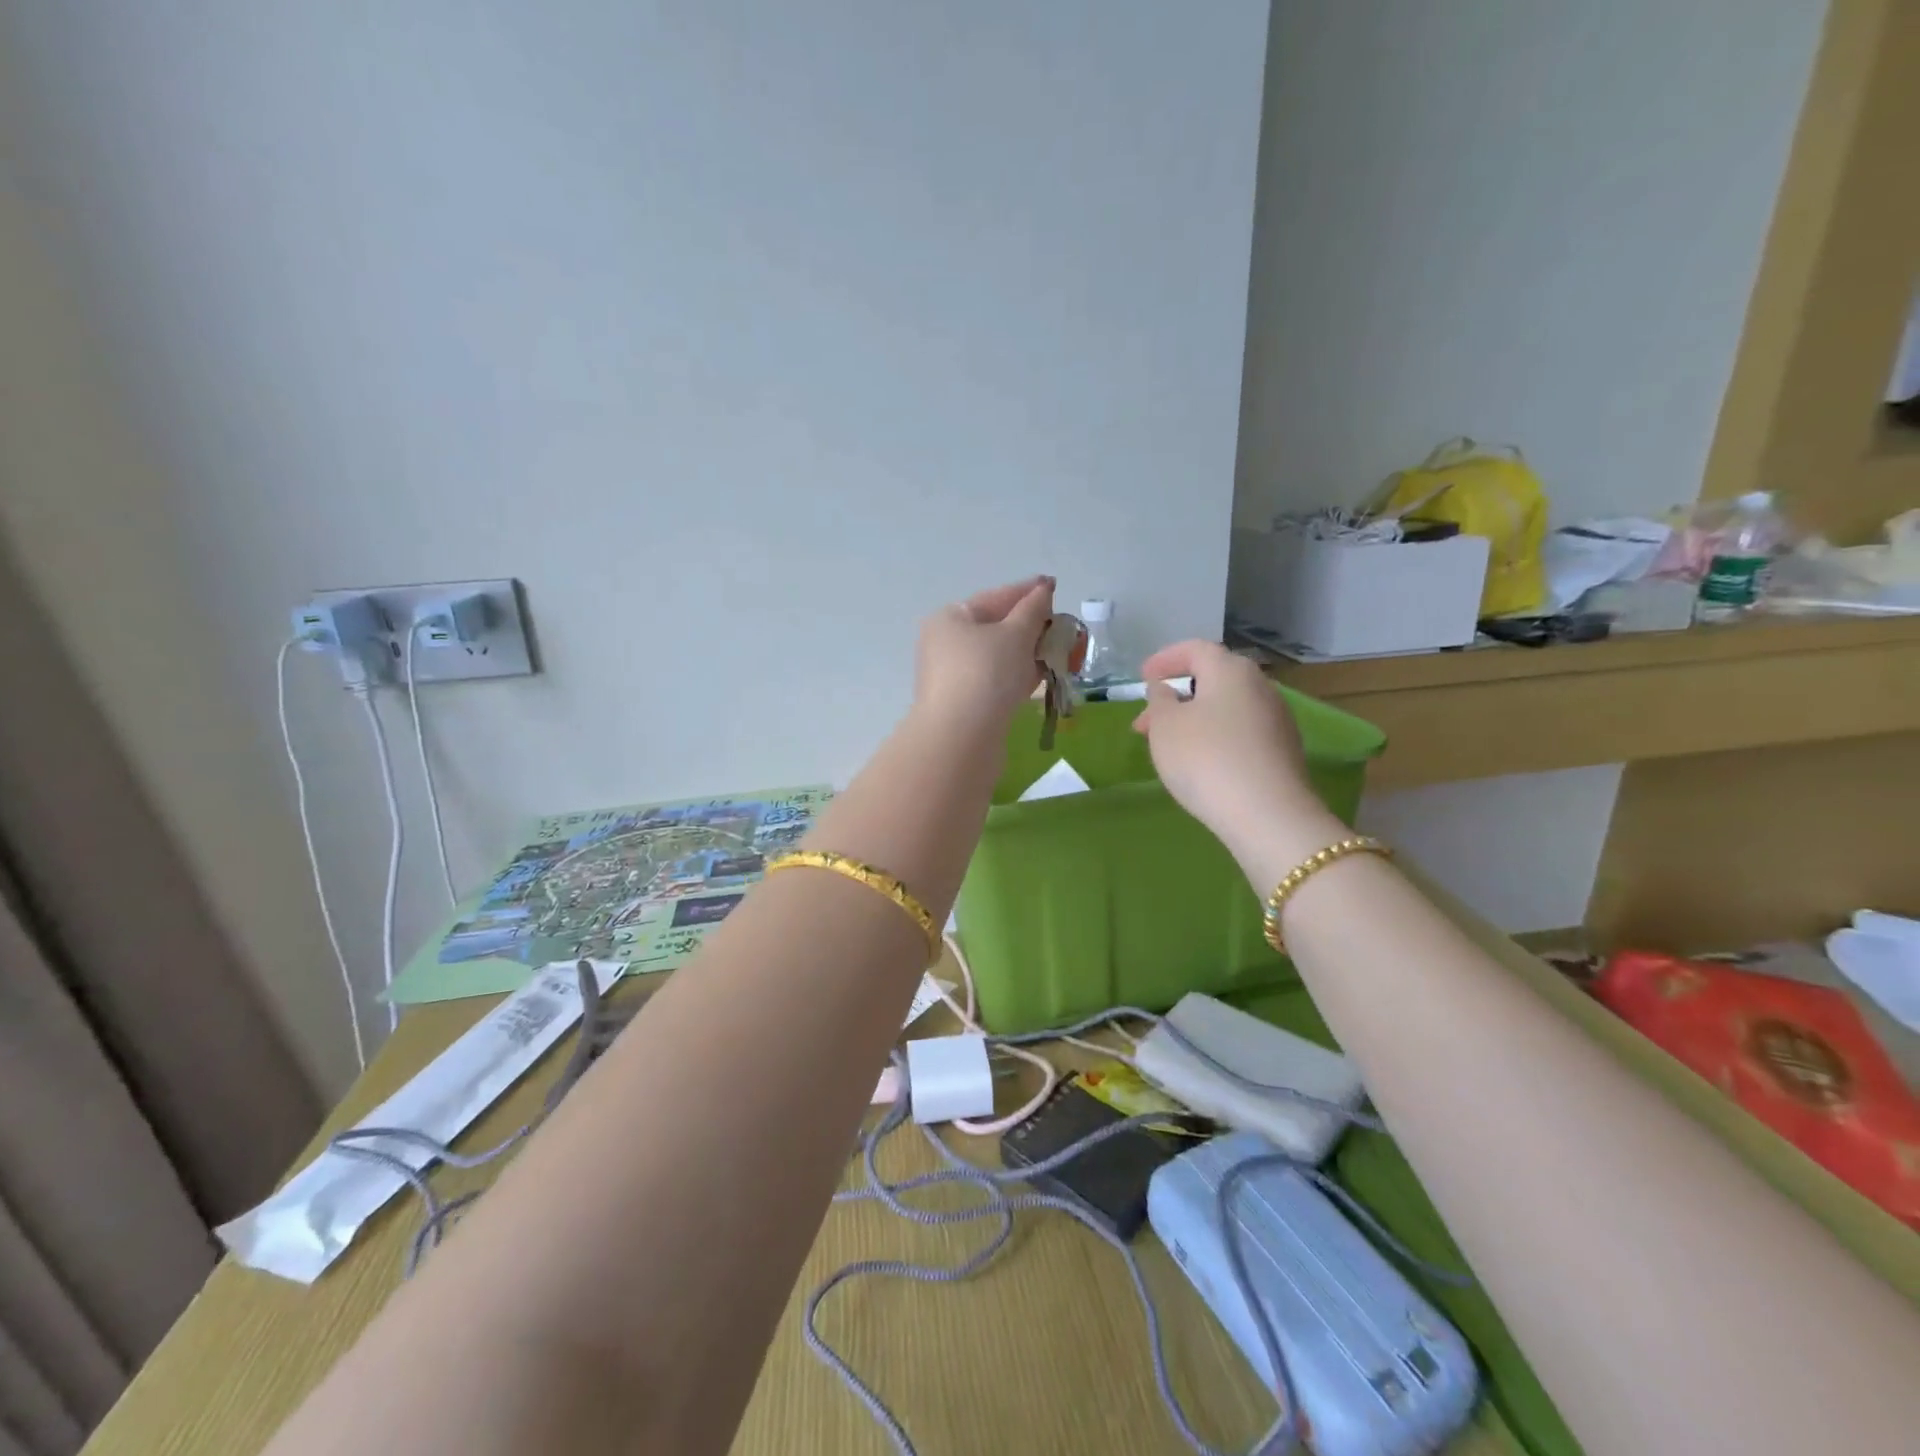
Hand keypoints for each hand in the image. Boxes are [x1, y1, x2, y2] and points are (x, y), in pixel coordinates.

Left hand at [913, 576, 1054, 729]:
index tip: (1053, 586)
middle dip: (1031, 626)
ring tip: (1061, 651)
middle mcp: (946, 644)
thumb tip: (1042, 590)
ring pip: (998, 657)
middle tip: (1063, 625)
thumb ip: (1033, 610)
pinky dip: (1019, 675)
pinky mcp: (965, 704)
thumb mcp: (1015, 634)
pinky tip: (1043, 675)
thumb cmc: (987, 674)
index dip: (1027, 591)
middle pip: (995, 627)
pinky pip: (997, 681)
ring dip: (1029, 652)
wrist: (961, 738)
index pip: (995, 597)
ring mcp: (953, 677)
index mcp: (950, 619)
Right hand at [1131, 640, 1342, 865]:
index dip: (1165, 659)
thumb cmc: (1205, 759)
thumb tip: (1165, 688)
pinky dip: (1216, 736)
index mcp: (1230, 670)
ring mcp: (1277, 718)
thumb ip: (1159, 700)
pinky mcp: (1283, 750)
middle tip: (1147, 719)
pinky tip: (1201, 761)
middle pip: (1213, 679)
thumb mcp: (1165, 726)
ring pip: (1227, 707)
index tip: (1142, 677)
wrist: (1267, 815)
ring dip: (1195, 718)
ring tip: (1169, 744)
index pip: (1195, 649)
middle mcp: (1260, 686)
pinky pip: (1241, 731)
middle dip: (1177, 694)